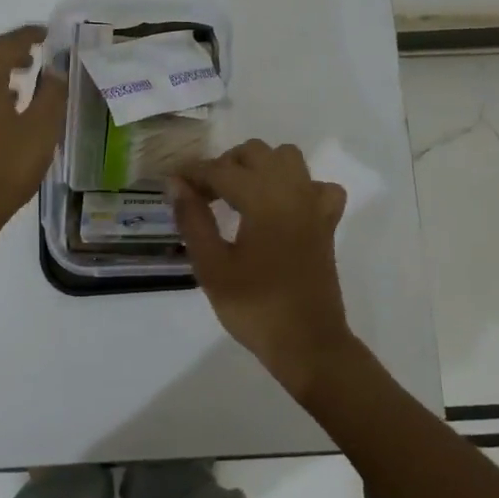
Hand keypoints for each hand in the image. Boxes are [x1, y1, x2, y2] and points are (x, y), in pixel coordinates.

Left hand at [0, 25, 67, 240]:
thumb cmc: (3, 168)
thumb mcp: (41, 130)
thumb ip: (52, 94)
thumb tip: (56, 69)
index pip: (8, 43)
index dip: (30, 35)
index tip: (48, 34)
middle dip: (10, 53)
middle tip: (35, 59)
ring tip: (22, 86)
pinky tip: (1, 114)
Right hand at [171, 140, 362, 399]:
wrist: (307, 344)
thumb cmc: (255, 307)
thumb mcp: (212, 267)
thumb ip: (193, 219)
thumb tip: (177, 185)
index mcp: (263, 199)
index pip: (221, 170)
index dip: (193, 173)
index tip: (172, 181)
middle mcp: (293, 191)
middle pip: (255, 153)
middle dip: (225, 165)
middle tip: (203, 196)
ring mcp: (314, 204)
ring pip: (287, 159)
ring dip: (260, 166)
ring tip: (238, 195)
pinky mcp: (327, 222)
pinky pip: (316, 186)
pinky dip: (298, 187)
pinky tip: (282, 207)